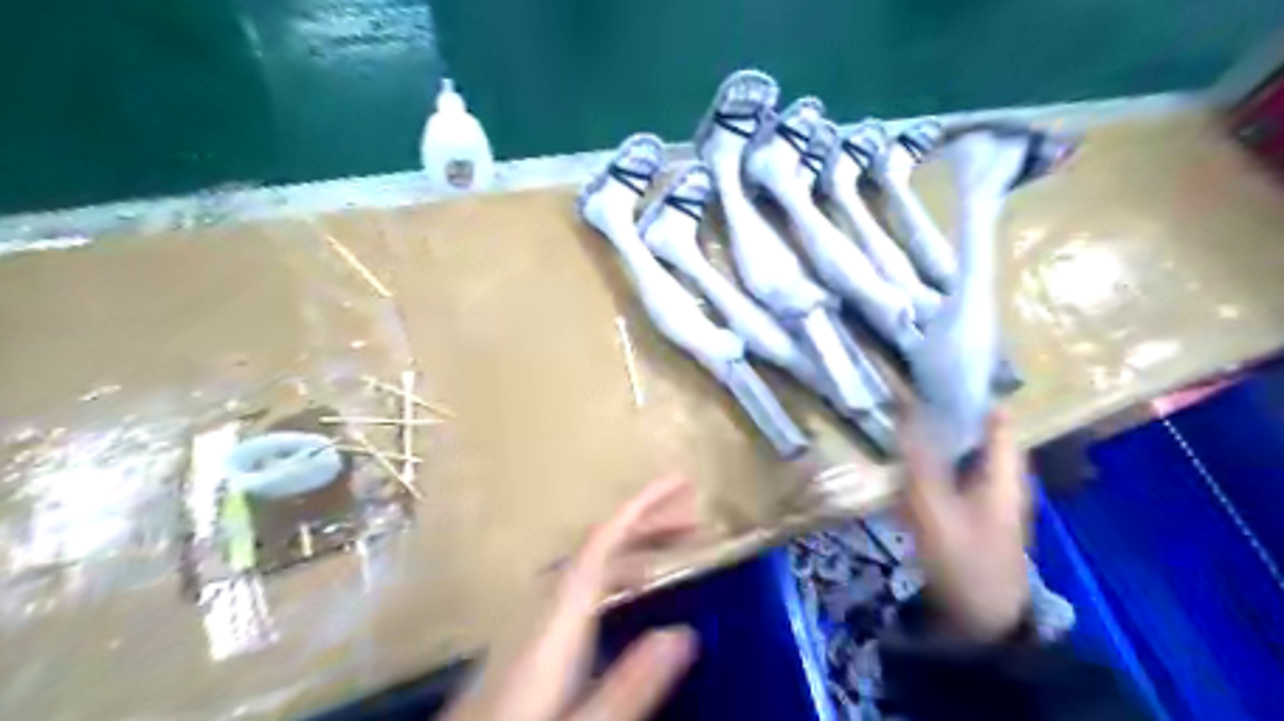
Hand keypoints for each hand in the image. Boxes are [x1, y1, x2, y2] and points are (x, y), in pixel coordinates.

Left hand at [445, 476, 700, 718]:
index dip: (642, 505)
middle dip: (648, 521)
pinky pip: (584, 580)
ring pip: (592, 560)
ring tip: (673, 546)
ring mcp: (536, 613)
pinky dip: (617, 569)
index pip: (604, 539)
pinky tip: (630, 588)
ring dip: (634, 544)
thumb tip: (682, 633)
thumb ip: (632, 681)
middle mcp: (546, 600)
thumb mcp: (586, 717)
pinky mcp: (532, 632)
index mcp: (559, 611)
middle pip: (601, 543)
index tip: (678, 483)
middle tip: (693, 517)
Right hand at [902, 408, 1030, 639]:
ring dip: (934, 430)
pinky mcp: (970, 506)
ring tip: (897, 411)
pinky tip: (903, 454)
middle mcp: (1001, 472)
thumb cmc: (963, 558)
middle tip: (902, 386)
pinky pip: (951, 468)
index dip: (968, 387)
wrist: (979, 618)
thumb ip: (919, 457)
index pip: (994, 411)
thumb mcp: (935, 506)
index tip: (930, 367)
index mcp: (1004, 468)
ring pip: (961, 446)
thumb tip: (905, 407)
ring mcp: (987, 491)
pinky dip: (931, 455)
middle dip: (942, 405)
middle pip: (975, 426)